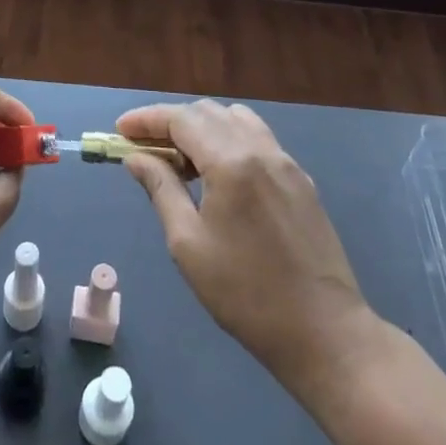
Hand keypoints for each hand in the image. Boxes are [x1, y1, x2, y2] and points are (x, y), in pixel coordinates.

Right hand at [120, 100, 384, 395]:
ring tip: (181, 160)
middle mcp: (261, 149)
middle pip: (208, 113)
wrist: (325, 332)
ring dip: (202, 128)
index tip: (120, 130)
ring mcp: (286, 163)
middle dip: (171, 122)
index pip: (181, 119)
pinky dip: (229, 141)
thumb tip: (136, 157)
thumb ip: (161, 189)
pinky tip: (218, 175)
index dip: (147, 119)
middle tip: (144, 148)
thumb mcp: (188, 244)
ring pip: (236, 120)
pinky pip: (258, 140)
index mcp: (231, 162)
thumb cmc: (245, 293)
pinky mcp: (301, 181)